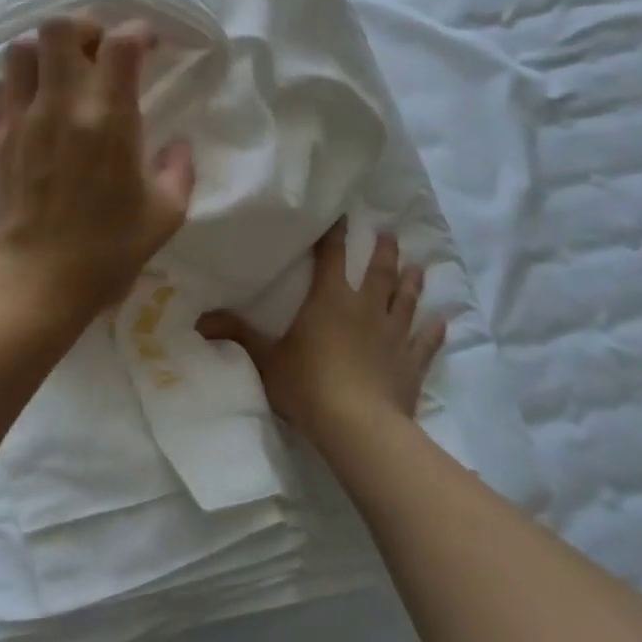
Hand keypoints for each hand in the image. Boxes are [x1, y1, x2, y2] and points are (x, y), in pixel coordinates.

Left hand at [0, 15, 195, 327]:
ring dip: (45, 50)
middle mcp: (62, 105)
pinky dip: (16, 83)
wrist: (38, 282)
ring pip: (21, 48)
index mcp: (110, 119)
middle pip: (61, 26)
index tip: (149, 44)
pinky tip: (32, 104)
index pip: (122, 42)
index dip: (139, 30)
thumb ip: (179, 170)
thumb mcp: (165, 214)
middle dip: (85, 26)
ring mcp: (22, 118)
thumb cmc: (108, 250)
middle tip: (98, 50)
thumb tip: (177, 145)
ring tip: (61, 72)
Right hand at [197, 221, 444, 447]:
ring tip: (418, 265)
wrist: (358, 427)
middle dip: (384, 250)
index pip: (333, 257)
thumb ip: (237, 335)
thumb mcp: (265, 359)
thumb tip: (199, 319)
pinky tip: (442, 321)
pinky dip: (433, 331)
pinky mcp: (411, 364)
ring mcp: (393, 335)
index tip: (343, 215)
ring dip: (411, 282)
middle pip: (379, 272)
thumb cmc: (308, 385)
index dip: (335, 235)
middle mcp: (366, 309)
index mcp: (331, 300)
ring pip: (405, 300)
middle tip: (390, 233)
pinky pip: (425, 343)